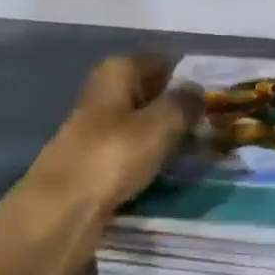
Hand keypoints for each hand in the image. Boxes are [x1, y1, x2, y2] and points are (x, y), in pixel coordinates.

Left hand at [0, 56, 201, 274]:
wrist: (59, 212)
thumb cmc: (112, 156)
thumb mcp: (160, 125)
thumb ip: (184, 104)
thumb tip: (197, 90)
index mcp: (117, 71)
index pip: (161, 62)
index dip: (187, 76)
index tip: (215, 96)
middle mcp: (104, 93)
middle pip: (150, 92)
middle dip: (178, 107)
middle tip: (213, 124)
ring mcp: (96, 129)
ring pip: (142, 123)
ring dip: (165, 135)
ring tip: (198, 149)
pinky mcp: (94, 161)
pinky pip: (131, 151)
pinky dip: (149, 158)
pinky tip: (169, 171)